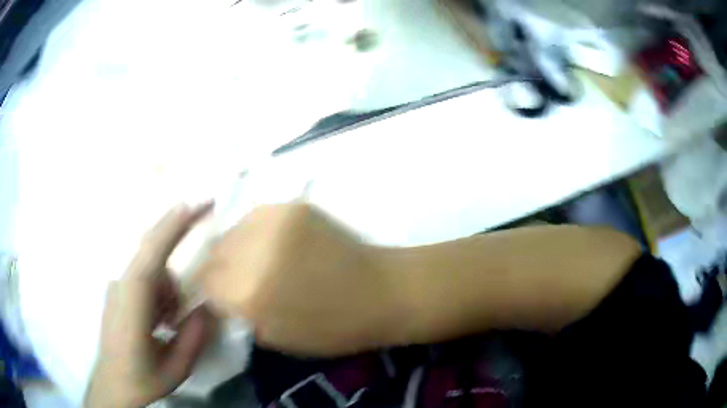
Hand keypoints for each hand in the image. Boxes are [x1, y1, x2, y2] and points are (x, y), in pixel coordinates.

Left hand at [85, 204, 215, 407]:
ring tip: (171, 323)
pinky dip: (159, 292)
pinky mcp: (117, 292)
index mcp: (133, 303)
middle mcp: (121, 286)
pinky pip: (144, 279)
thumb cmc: (141, 379)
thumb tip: (208, 306)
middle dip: (177, 234)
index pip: (151, 255)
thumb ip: (193, 338)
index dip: (172, 228)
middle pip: (152, 252)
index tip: (196, 205)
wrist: (112, 385)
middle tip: (204, 215)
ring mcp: (117, 287)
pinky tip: (160, 321)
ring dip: (169, 287)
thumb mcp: (175, 369)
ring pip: (151, 269)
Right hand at [198, 203, 405, 356]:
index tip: (220, 295)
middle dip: (219, 268)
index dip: (211, 291)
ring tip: (254, 258)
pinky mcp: (291, 206)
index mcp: (247, 295)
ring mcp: (273, 222)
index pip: (205, 283)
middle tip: (235, 277)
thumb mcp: (275, 338)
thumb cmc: (331, 328)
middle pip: (213, 254)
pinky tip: (272, 243)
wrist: (379, 291)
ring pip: (231, 231)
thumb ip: (238, 314)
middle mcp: (252, 253)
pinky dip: (255, 232)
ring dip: (236, 247)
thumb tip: (219, 296)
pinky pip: (255, 218)